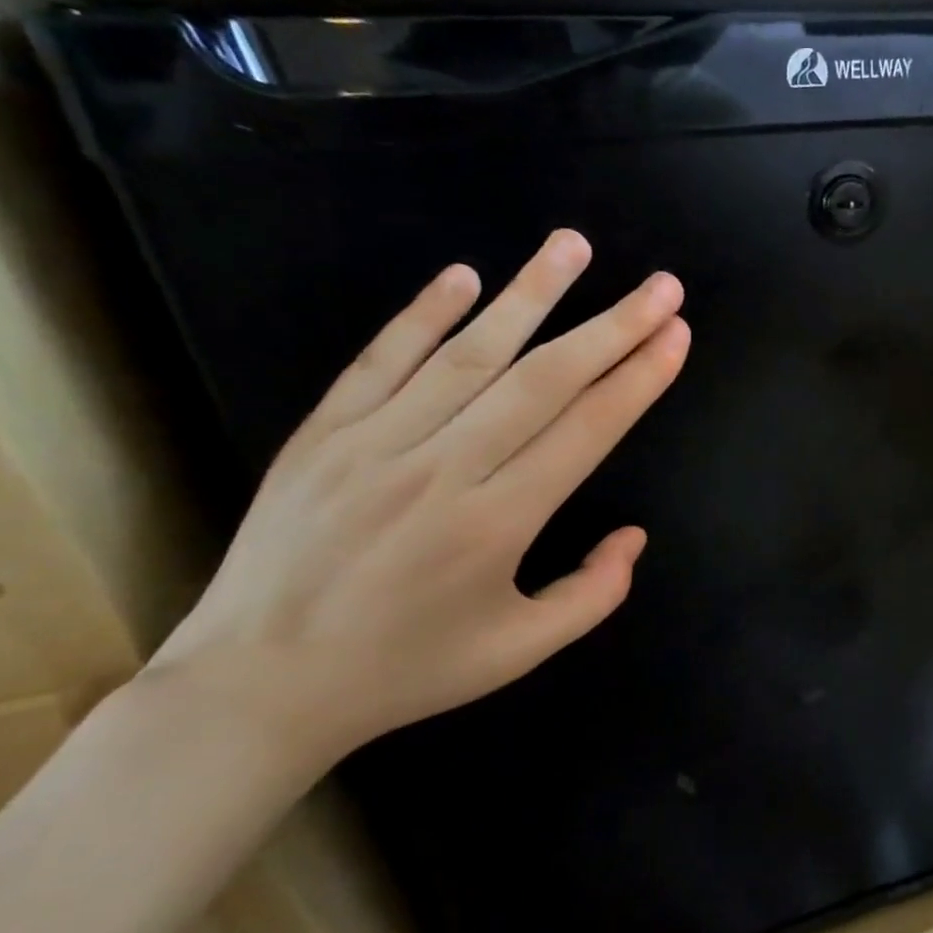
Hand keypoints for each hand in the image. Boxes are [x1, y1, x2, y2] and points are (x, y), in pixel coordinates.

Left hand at [149, 230, 689, 769]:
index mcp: (496, 525)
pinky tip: (467, 276)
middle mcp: (442, 470)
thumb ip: (592, 594)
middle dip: (612, 326)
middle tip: (661, 285)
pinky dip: (424, 314)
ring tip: (574, 245)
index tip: (676, 334)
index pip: (587, 431)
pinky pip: (381, 360)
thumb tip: (634, 534)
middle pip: (544, 380)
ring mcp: (374, 444)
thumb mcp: (518, 652)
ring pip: (468, 353)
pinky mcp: (322, 434)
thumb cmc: (405, 669)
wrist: (255, 687)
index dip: (639, 378)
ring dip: (530, 294)